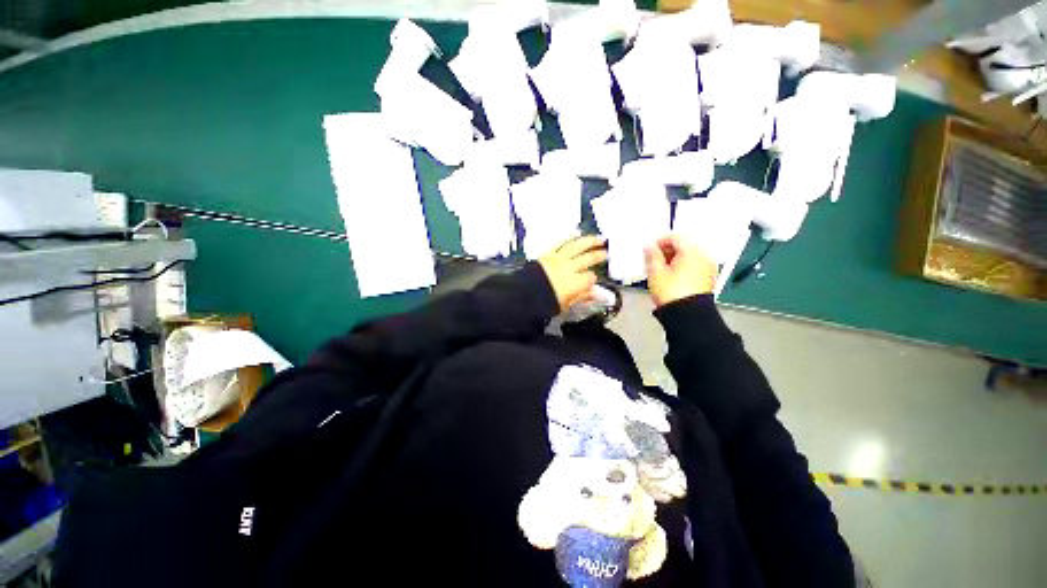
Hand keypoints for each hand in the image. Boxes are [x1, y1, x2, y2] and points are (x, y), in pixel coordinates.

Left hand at [538, 235, 607, 311]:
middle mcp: (570, 268)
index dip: (592, 279)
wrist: (524, 295)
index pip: (590, 277)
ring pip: (577, 247)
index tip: (591, 281)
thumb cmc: (544, 303)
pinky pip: (560, 243)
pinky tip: (577, 233)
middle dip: (599, 256)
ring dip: (590, 242)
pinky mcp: (548, 254)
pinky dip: (569, 237)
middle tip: (607, 253)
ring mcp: (559, 259)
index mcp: (575, 283)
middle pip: (588, 259)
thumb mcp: (565, 304)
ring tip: (600, 239)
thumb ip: (581, 297)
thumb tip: (594, 293)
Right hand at [645, 235, 716, 307]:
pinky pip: (693, 266)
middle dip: (667, 251)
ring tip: (661, 270)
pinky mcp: (707, 278)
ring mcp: (707, 268)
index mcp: (692, 251)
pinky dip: (682, 267)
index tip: (650, 249)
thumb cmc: (672, 293)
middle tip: (654, 260)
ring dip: (674, 259)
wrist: (687, 315)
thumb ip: (652, 255)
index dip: (660, 241)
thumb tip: (650, 247)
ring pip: (689, 256)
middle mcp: (703, 256)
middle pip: (684, 246)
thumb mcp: (656, 272)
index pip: (675, 237)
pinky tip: (672, 277)